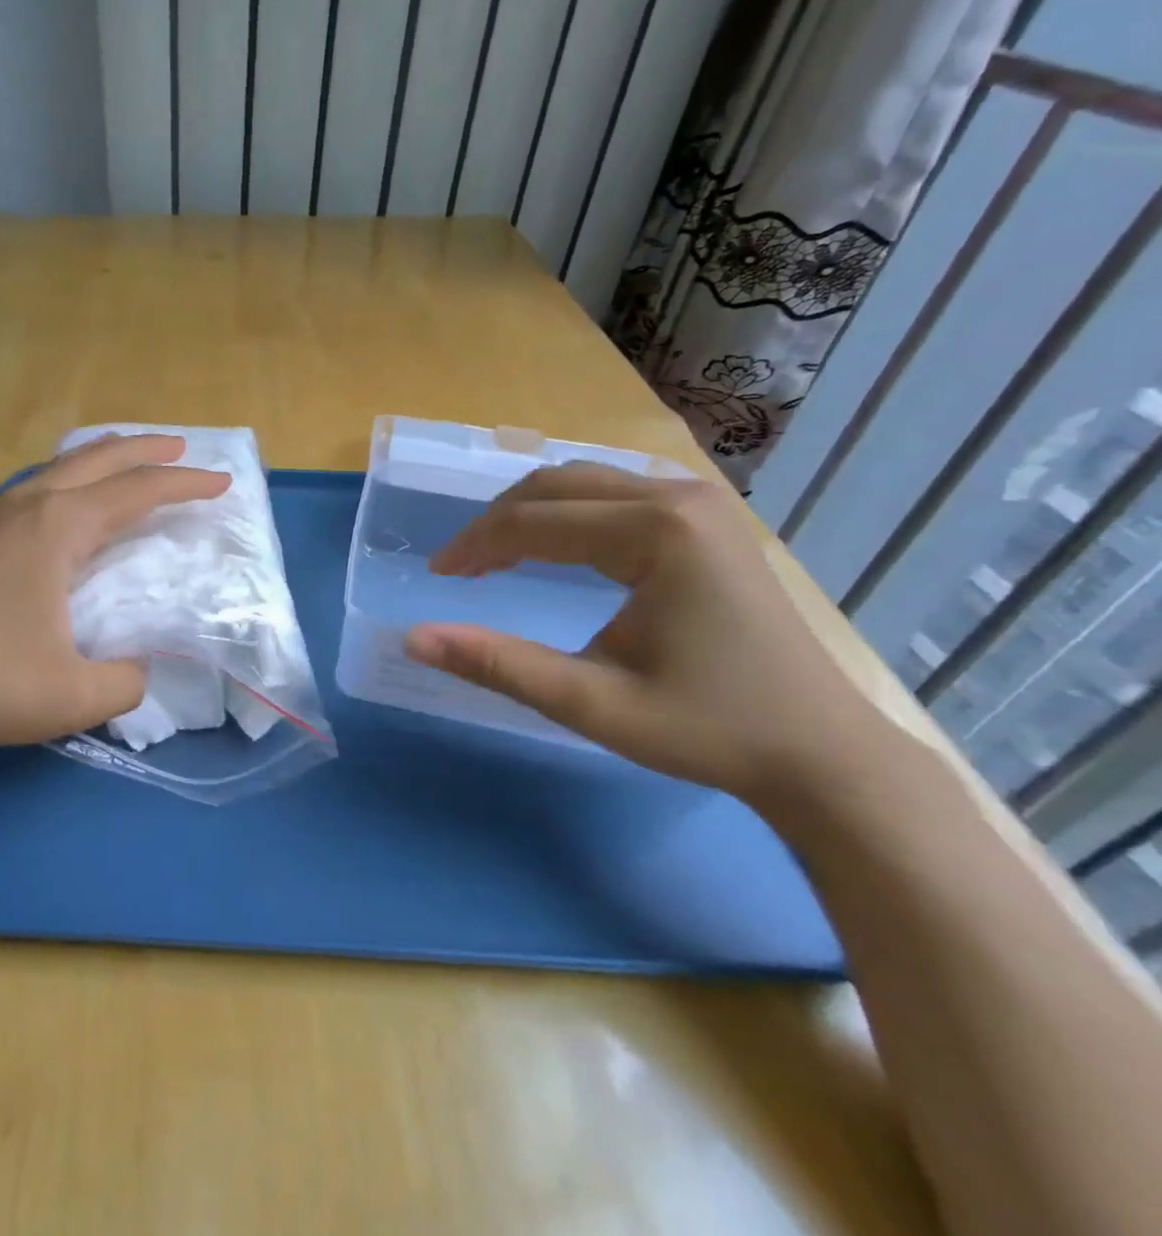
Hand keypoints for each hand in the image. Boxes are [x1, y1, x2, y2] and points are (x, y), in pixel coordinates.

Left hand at [0, 435, 228, 783]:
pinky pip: (32, 489)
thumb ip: (124, 683)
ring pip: (57, 469)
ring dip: (99, 458)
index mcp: (60, 528)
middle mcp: (28, 508)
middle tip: (180, 445)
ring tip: (122, 459)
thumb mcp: (72, 695)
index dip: (185, 485)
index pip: (139, 492)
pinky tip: (58, 504)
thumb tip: (138, 673)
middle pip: (97, 460)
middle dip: (144, 449)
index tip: (222, 483)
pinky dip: (65, 480)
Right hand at [403, 462, 890, 804]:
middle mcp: (679, 498)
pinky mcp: (708, 518)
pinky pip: (615, 492)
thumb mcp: (592, 704)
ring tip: (495, 556)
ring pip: (583, 481)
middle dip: (496, 522)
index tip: (438, 575)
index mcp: (657, 533)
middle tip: (461, 567)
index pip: (535, 521)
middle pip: (555, 485)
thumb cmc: (709, 729)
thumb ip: (498, 664)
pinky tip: (554, 545)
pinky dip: (567, 512)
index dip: (476, 545)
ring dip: (529, 512)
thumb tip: (414, 640)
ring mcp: (700, 502)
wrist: (821, 753)